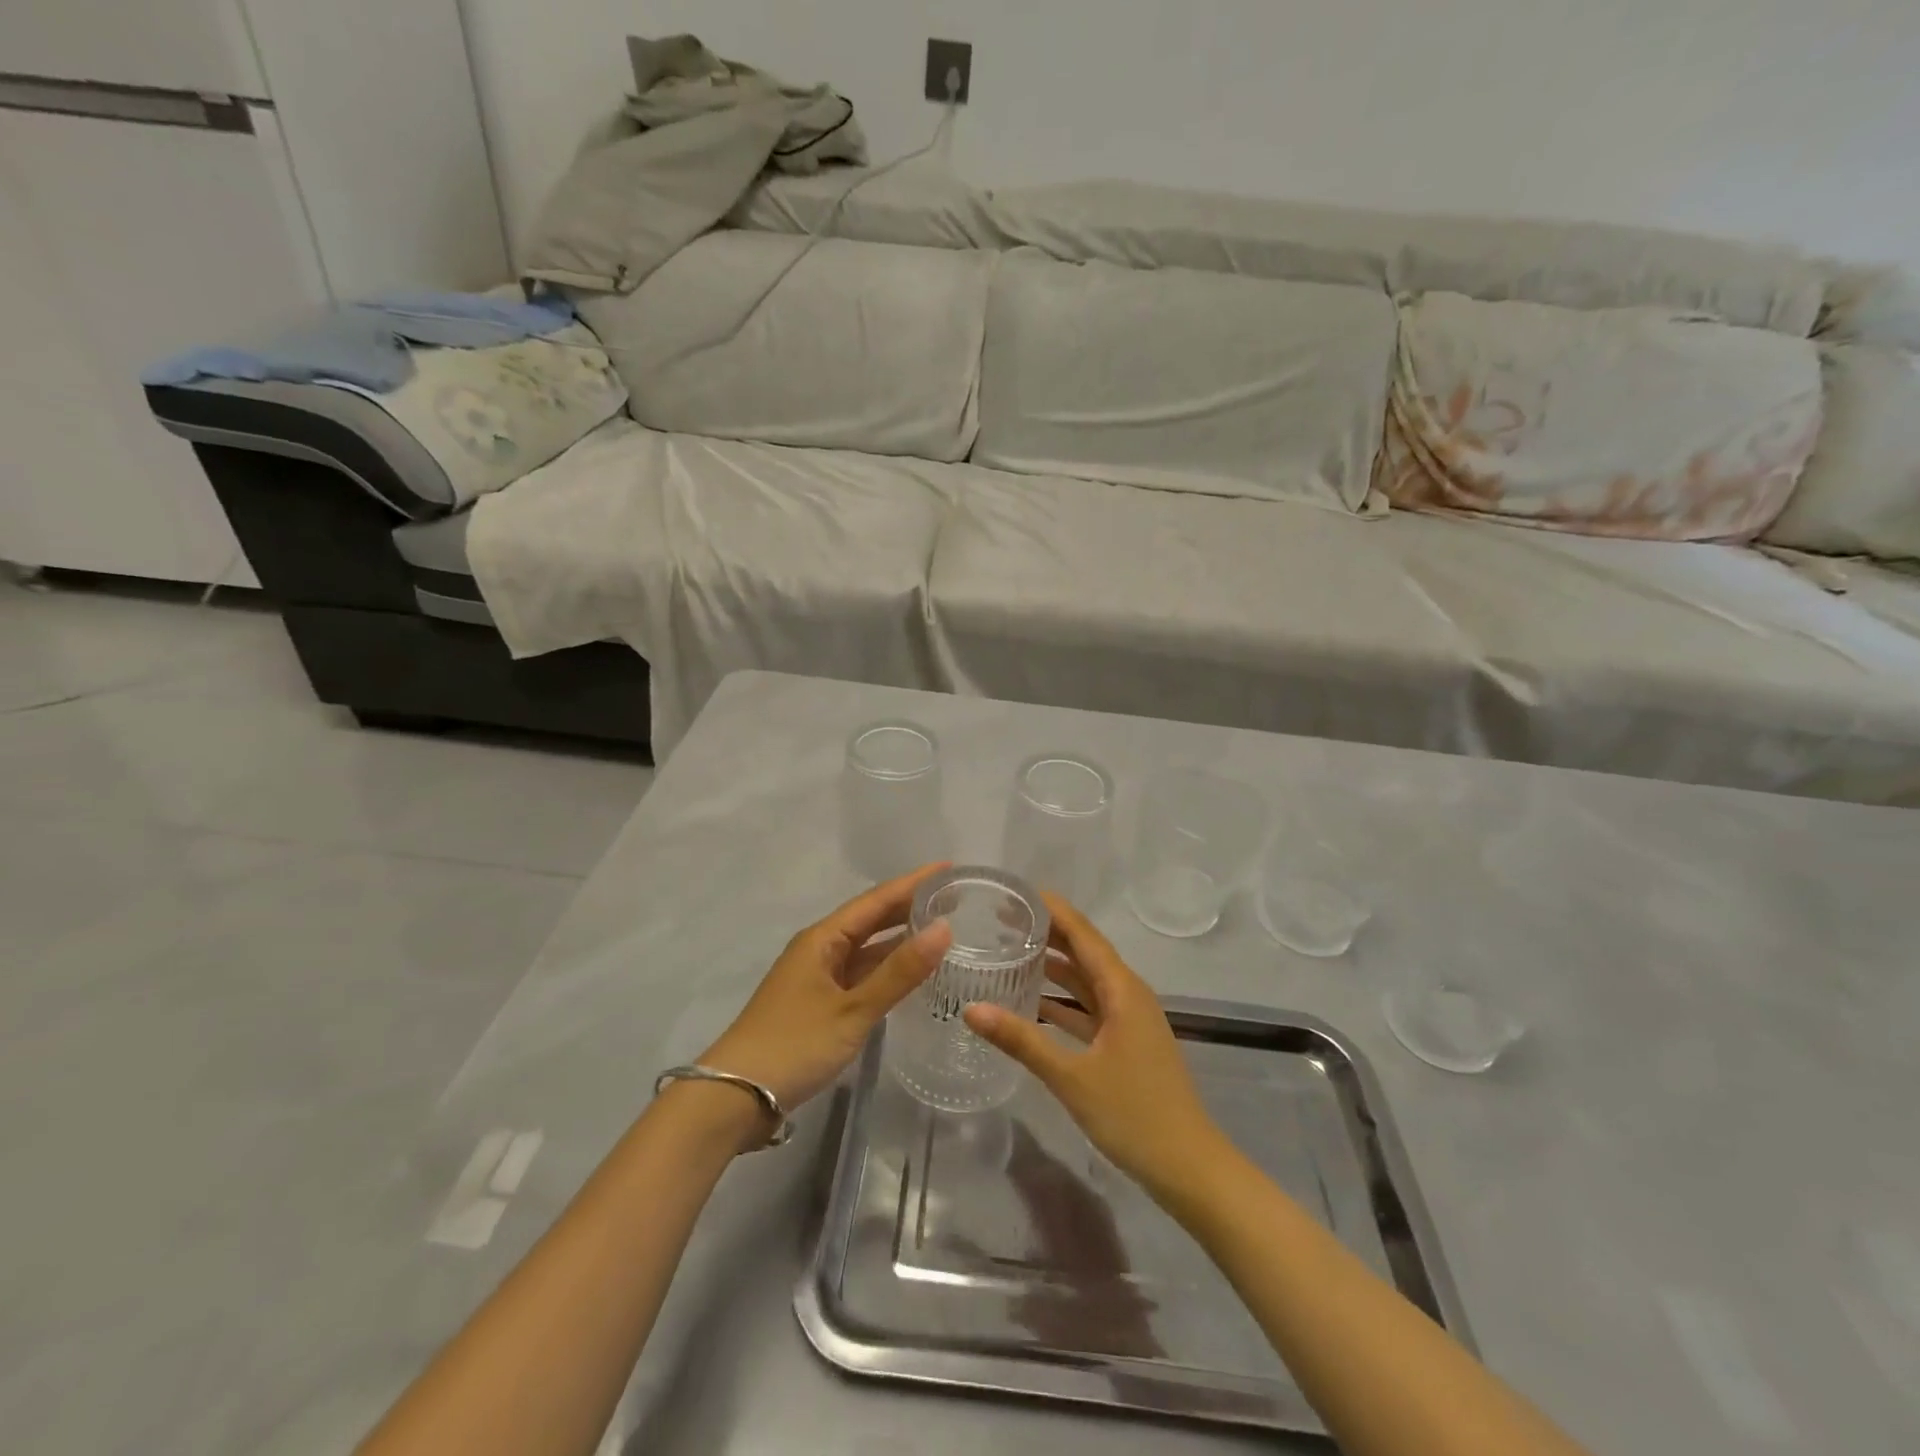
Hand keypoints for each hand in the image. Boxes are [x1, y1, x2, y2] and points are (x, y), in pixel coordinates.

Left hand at [700, 866, 952, 1121]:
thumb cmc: (794, 1045)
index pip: (876, 899)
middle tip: (955, 897)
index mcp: (823, 938)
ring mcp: (818, 977)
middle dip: (910, 905)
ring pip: (867, 948)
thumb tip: (944, 928)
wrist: (734, 1097)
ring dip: (900, 937)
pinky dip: (887, 968)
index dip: (913, 882)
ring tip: (943, 928)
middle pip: (871, 918)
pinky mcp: (819, 1003)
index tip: (949, 868)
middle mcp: (820, 949)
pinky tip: (911, 973)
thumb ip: (899, 972)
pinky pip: (861, 973)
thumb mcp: (853, 1009)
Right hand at [963, 893, 1225, 1198]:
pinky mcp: (1126, 1042)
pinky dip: (1063, 999)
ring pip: (1087, 979)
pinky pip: (1090, 1006)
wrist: (1189, 1168)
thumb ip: (1022, 1041)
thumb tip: (971, 1009)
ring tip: (1011, 949)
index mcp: (1122, 990)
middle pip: (1084, 951)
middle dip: (1047, 931)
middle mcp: (1128, 994)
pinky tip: (1032, 1001)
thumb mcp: (1072, 1077)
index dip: (1052, 909)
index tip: (1016, 892)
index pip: (1083, 934)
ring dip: (1054, 964)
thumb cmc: (1134, 1115)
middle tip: (1002, 918)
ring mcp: (1129, 1019)